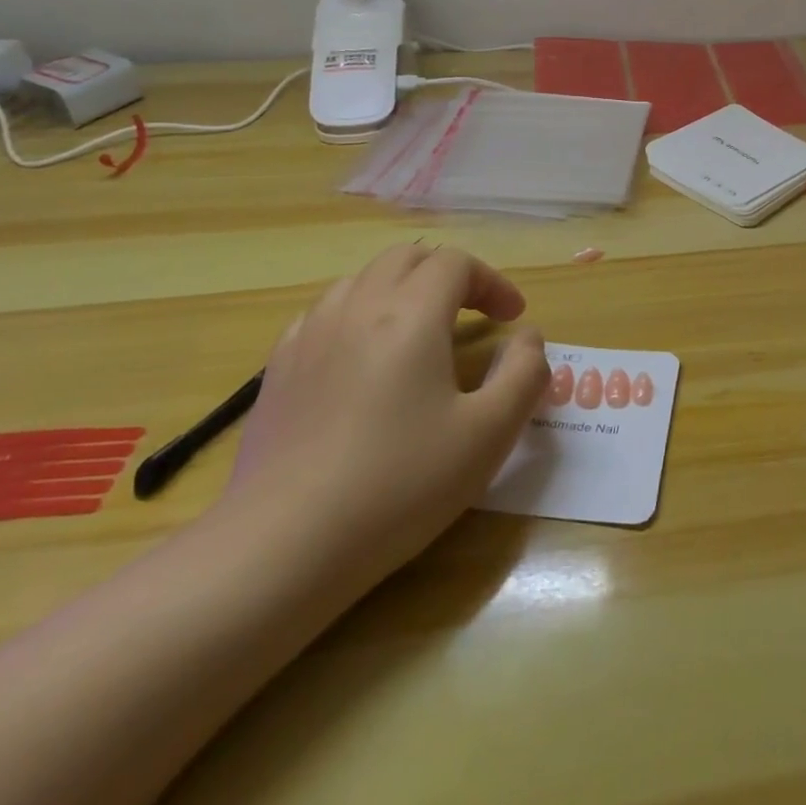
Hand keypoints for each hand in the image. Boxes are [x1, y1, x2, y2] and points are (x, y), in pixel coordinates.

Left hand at [222, 244, 548, 591]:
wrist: (283, 546)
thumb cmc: (400, 484)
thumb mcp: (489, 433)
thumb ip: (525, 374)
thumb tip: (527, 338)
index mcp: (411, 314)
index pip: (456, 263)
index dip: (492, 282)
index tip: (512, 319)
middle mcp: (358, 308)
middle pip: (408, 257)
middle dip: (449, 274)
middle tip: (473, 313)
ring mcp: (310, 335)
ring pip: (363, 279)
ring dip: (402, 289)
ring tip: (421, 331)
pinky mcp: (278, 369)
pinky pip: (325, 313)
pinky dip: (358, 315)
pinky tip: (363, 358)